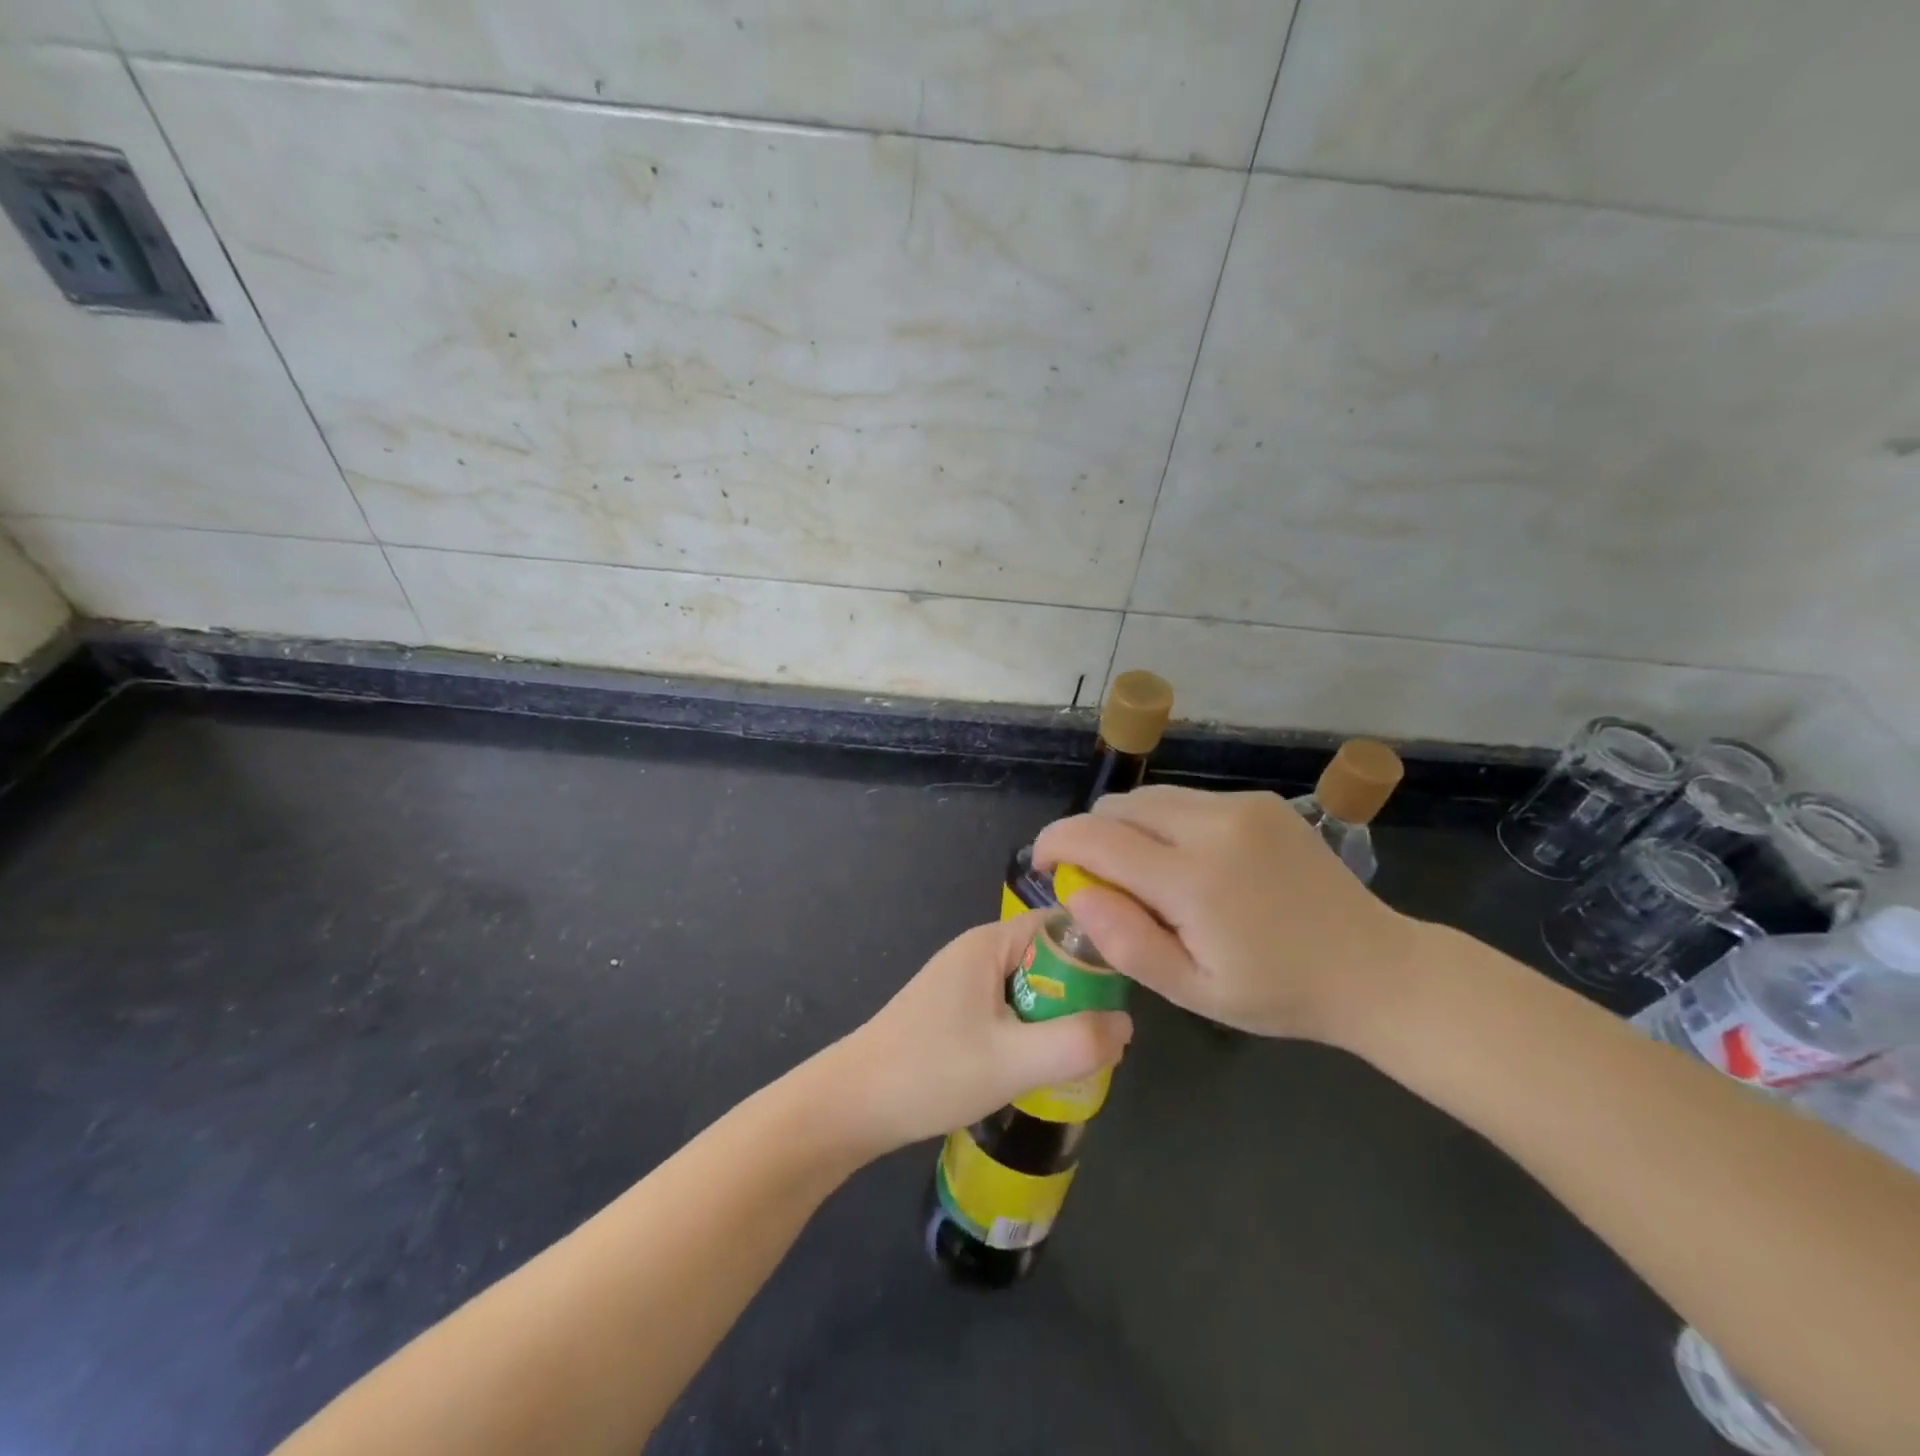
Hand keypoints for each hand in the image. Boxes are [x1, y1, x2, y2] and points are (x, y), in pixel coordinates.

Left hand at [829, 913, 1133, 1151]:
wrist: (853, 1105)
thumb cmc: (931, 1072)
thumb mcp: (1013, 1060)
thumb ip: (1076, 1042)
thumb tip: (1127, 1025)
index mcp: (989, 943)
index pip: (1061, 925)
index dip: (1099, 950)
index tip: (1129, 989)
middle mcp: (977, 951)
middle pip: (1048, 957)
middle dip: (1081, 993)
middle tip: (1106, 1037)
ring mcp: (964, 981)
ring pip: (1031, 988)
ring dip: (1057, 1017)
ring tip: (1080, 1057)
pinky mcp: (956, 1011)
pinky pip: (1011, 1008)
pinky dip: (1032, 1031)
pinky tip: (1039, 1067)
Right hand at [1034, 786, 1422, 1045]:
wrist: (1374, 967)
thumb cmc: (1278, 992)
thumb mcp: (1194, 990)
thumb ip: (1126, 943)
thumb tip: (1076, 891)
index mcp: (1194, 879)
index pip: (1095, 836)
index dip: (1055, 842)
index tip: (1042, 863)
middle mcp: (1214, 825)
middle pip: (1118, 807)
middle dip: (1092, 837)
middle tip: (1105, 884)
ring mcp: (1241, 806)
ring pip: (1150, 797)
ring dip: (1129, 828)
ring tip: (1150, 876)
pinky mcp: (1259, 800)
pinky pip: (1186, 799)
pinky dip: (1166, 823)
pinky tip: (1192, 863)